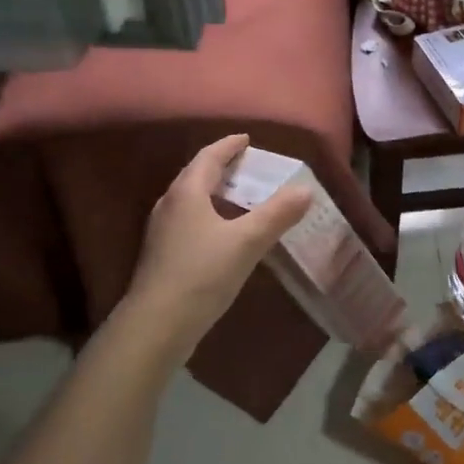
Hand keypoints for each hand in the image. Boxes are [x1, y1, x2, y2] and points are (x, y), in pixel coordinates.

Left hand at [122, 134, 311, 354]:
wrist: (157, 325)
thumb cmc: (202, 274)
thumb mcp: (247, 242)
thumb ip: (277, 214)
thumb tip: (306, 189)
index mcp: (187, 192)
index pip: (209, 156)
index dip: (229, 145)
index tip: (247, 139)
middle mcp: (170, 204)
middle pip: (196, 175)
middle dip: (222, 167)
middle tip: (249, 166)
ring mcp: (162, 231)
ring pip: (191, 200)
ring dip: (215, 192)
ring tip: (240, 197)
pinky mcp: (162, 254)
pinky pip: (189, 221)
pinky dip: (209, 215)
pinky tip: (224, 233)